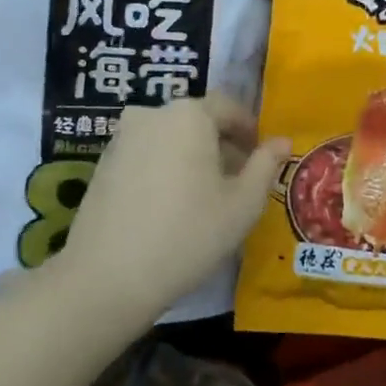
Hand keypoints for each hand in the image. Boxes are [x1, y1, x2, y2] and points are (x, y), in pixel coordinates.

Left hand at [57, 94, 290, 319]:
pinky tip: (171, 205)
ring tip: (205, 197)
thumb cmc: (188, 234)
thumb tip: (282, 141)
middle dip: (221, 145)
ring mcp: (123, 137)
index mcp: (190, 114)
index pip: (229, 108)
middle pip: (198, 120)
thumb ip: (266, 165)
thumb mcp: (243, 204)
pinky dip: (165, 168)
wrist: (107, 277)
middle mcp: (153, 113)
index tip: (262, 158)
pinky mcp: (103, 163)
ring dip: (192, 156)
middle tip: (238, 182)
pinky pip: (146, 154)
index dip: (250, 132)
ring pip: (171, 137)